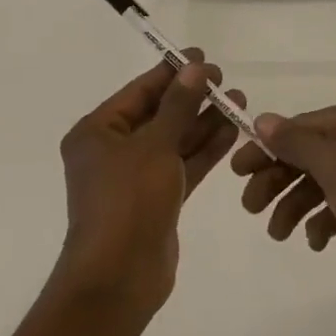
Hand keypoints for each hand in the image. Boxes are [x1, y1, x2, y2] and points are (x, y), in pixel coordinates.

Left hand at [55, 55, 244, 314]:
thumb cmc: (128, 201)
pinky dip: (204, 150)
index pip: (139, 92)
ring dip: (203, 122)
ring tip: (239, 101)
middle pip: (158, 114)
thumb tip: (195, 68)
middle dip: (192, 98)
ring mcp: (136, 177)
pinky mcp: (157, 200)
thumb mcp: (154, 146)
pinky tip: (231, 131)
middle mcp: (113, 151)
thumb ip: (178, 105)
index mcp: (97, 132)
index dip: (172, 73)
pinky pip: (182, 165)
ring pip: (174, 140)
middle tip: (226, 81)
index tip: (203, 57)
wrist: (119, 278)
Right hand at [233, 101, 335, 313]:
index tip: (235, 171)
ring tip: (278, 233)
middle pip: (307, 155)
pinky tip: (315, 242)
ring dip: (295, 206)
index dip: (266, 147)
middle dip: (277, 179)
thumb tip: (262, 118)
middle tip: (250, 208)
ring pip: (320, 184)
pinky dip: (322, 222)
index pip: (299, 127)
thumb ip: (296, 143)